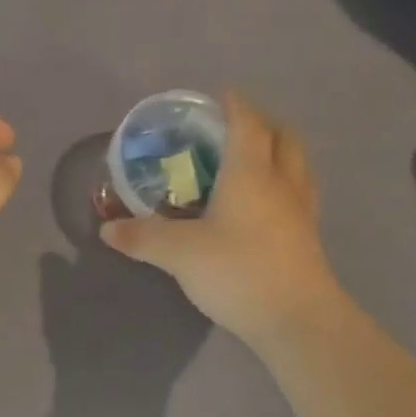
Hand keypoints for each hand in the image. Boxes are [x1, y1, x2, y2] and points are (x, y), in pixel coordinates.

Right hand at [100, 92, 342, 345]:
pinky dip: (286, 186)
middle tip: (237, 129)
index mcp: (251, 173)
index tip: (223, 95)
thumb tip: (106, 229)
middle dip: (264, 125)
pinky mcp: (309, 239)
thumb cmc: (239, 271)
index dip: (236, 105)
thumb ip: (142, 237)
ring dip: (280, 153)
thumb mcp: (179, 253)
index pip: (247, 124)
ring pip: (298, 166)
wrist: (298, 321)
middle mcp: (282, 183)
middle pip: (284, 138)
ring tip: (255, 162)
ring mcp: (301, 212)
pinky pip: (300, 196)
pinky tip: (267, 206)